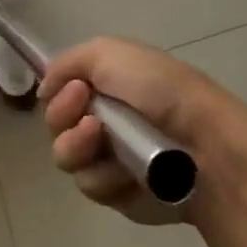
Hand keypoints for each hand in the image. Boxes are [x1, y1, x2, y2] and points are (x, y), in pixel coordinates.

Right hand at [39, 37, 246, 224]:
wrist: (202, 144)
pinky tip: (128, 175)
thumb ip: (68, 62)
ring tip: (106, 144)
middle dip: (64, 120)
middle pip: (56, 125)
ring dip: (79, 149)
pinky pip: (90, 186)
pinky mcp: (119, 194)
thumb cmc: (159, 90)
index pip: (59, 91)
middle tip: (92, 122)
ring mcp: (110, 157)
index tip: (76, 91)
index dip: (58, 93)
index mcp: (107, 84)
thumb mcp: (110, 52)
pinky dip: (106, 178)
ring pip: (67, 158)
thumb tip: (43, 88)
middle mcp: (104, 118)